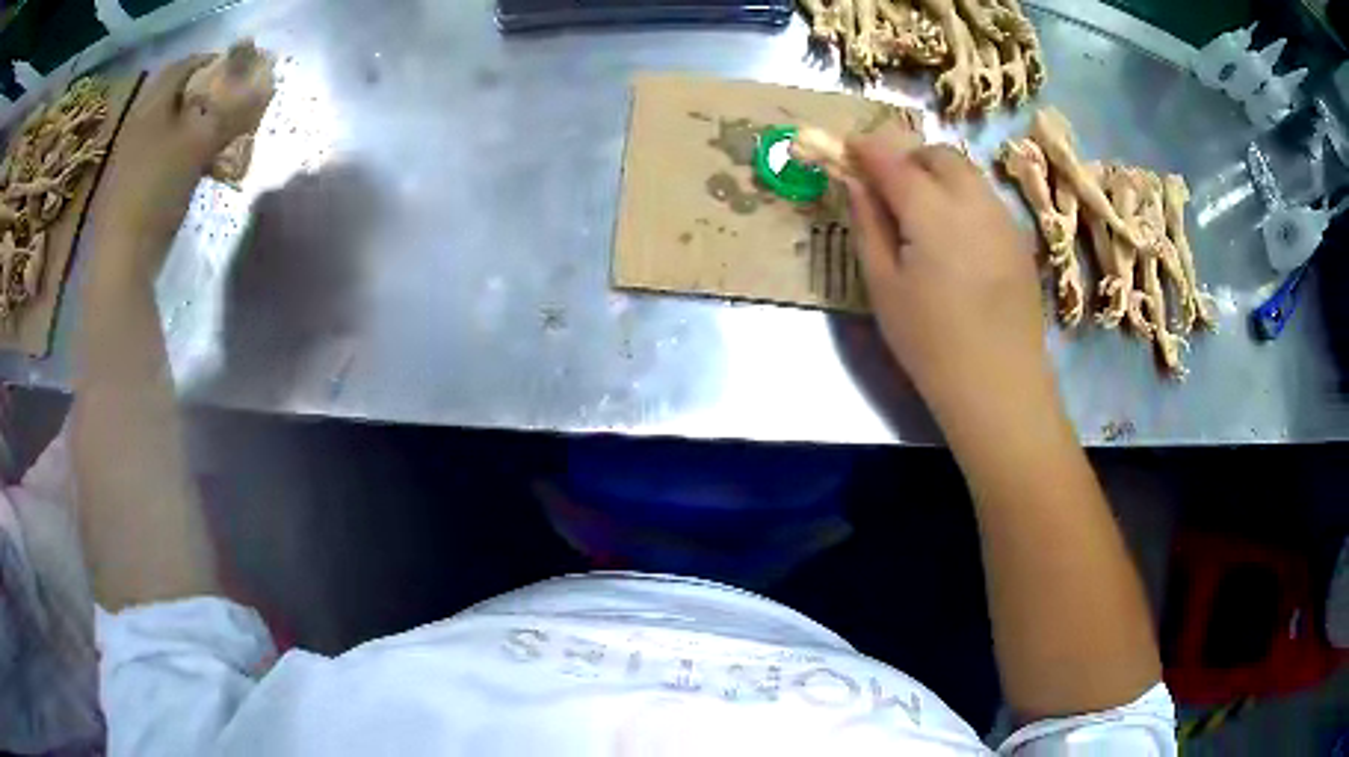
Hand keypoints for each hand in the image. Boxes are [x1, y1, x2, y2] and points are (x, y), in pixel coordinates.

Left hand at [90, 54, 271, 275]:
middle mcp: (137, 125)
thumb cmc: (155, 191)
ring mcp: (130, 159)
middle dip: (202, 95)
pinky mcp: (130, 188)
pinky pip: (160, 155)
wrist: (121, 259)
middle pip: (174, 96)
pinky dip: (179, 153)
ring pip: (167, 127)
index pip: (182, 66)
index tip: (235, 70)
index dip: (210, 61)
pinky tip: (193, 169)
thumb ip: (230, 112)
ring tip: (215, 138)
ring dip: (192, 126)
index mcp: (150, 107)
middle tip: (227, 105)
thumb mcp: (197, 145)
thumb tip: (264, 85)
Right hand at [843, 127, 1052, 420]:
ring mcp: (1003, 218)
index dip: (866, 149)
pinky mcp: (1019, 239)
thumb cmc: (930, 342)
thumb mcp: (883, 286)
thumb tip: (855, 182)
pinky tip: (955, 236)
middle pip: (938, 155)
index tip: (847, 148)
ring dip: (938, 175)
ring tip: (921, 211)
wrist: (999, 385)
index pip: (893, 161)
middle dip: (908, 158)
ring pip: (967, 173)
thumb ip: (868, 224)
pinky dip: (962, 197)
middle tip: (886, 186)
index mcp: (932, 212)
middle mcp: (973, 202)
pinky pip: (985, 198)